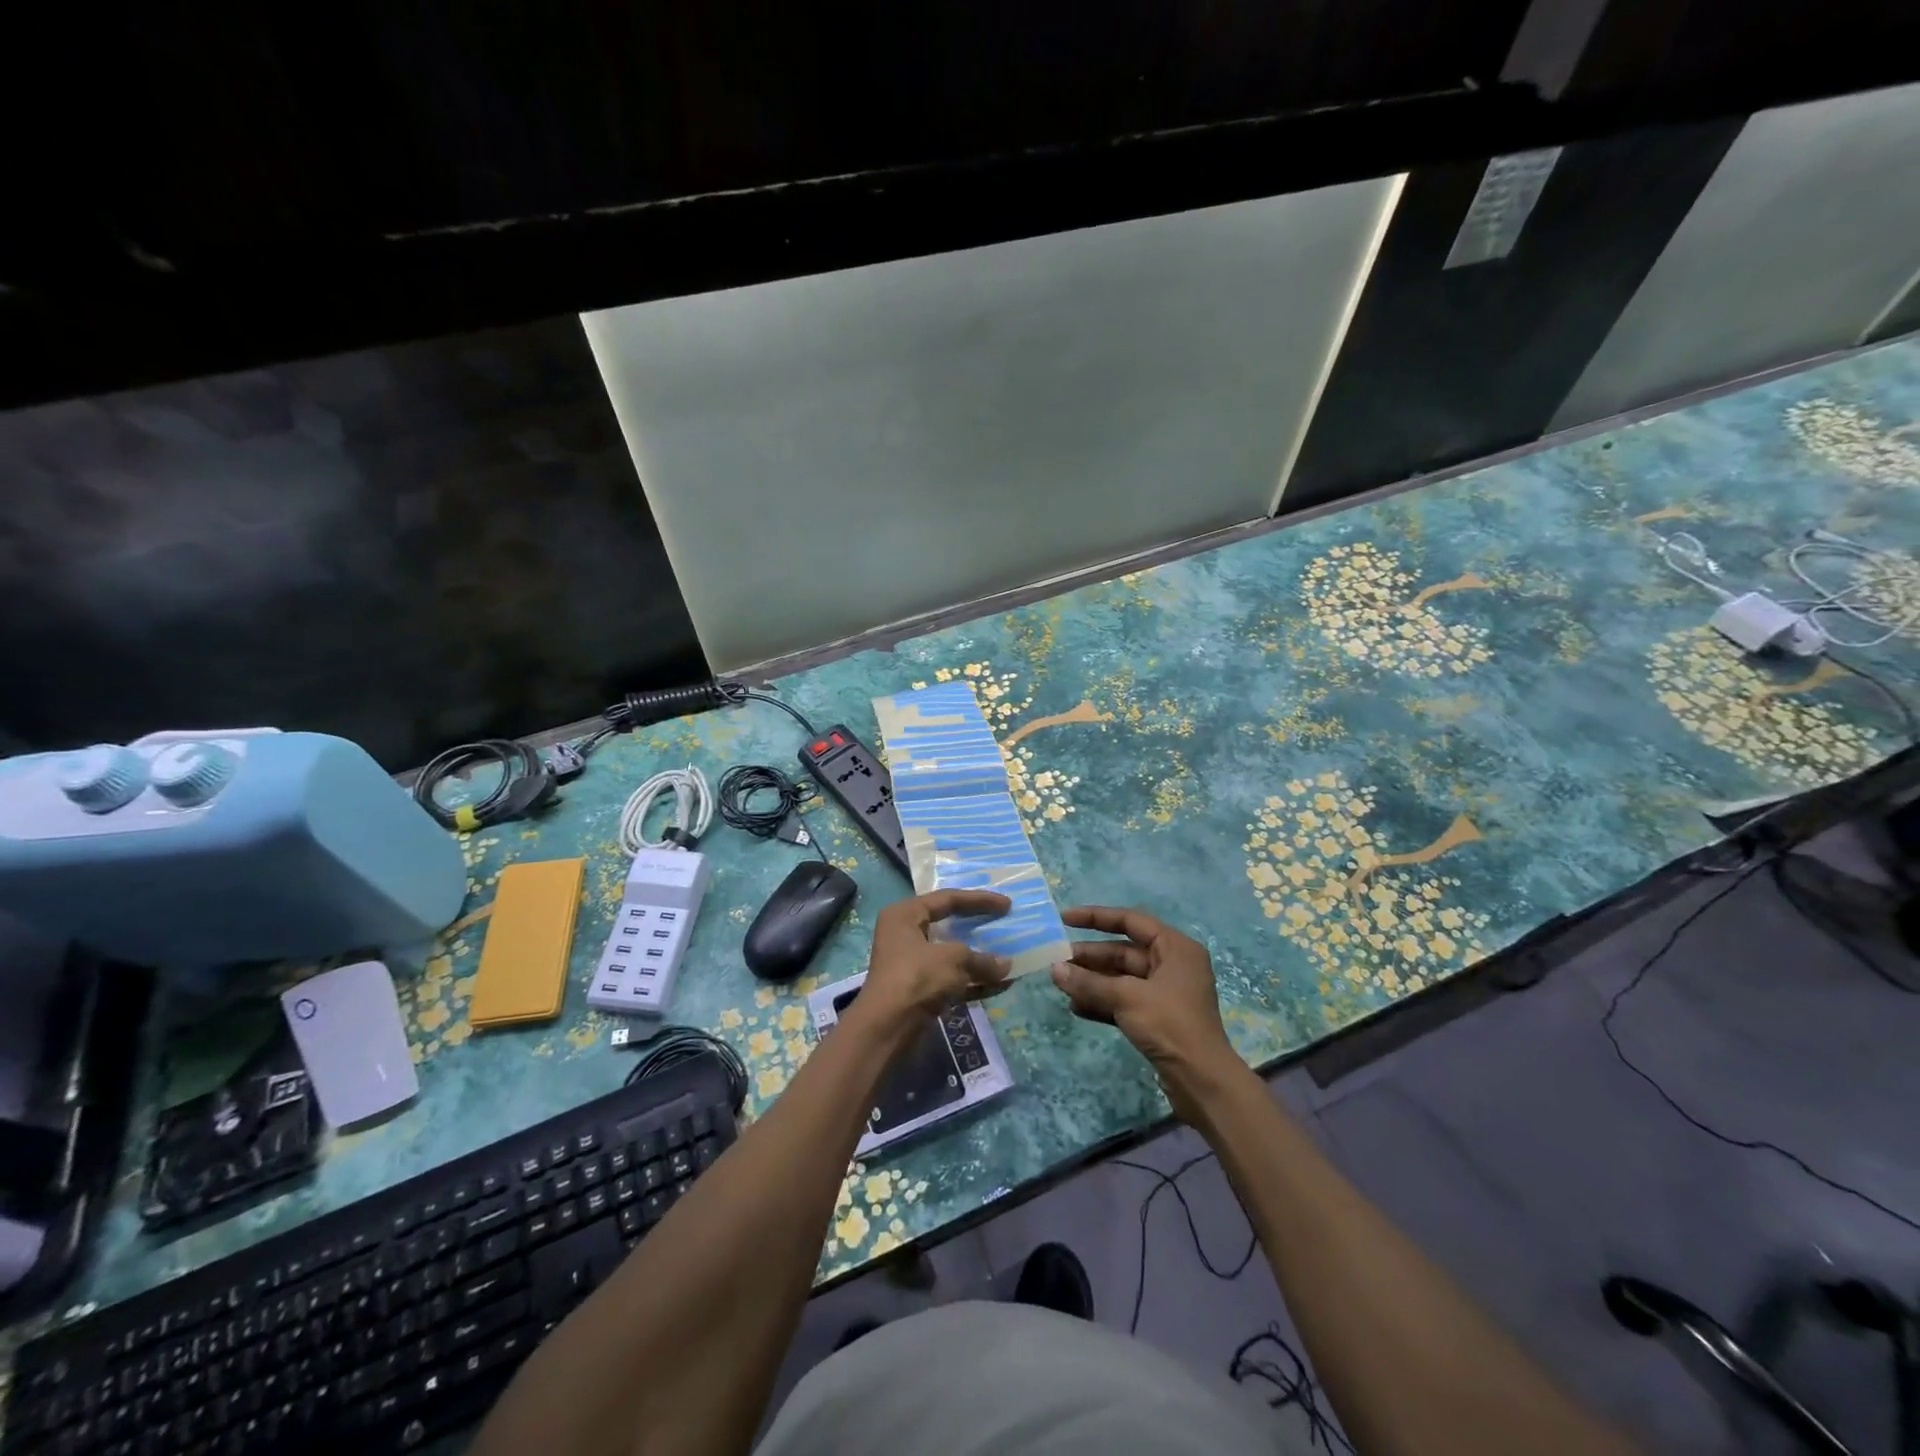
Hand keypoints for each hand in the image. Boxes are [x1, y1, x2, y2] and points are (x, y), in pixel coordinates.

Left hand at [854, 890, 1012, 1035]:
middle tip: (1004, 923)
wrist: (888, 1028)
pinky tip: (1001, 985)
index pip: (947, 899)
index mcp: (905, 915)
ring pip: (952, 955)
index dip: (979, 900)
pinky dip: (974, 982)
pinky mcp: (920, 990)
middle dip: (978, 926)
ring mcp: (912, 965)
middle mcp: (905, 935)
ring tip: (1009, 956)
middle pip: (948, 925)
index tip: (1007, 904)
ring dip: (980, 958)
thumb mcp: (953, 960)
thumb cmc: (916, 977)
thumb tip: (1005, 965)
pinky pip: (952, 979)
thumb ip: (981, 959)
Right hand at [1051, 905, 1248, 1121]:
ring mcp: (1165, 993)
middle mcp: (1172, 965)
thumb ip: (1088, 982)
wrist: (1202, 1081)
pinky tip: (1076, 1007)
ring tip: (1061, 984)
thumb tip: (1054, 970)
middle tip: (1056, 960)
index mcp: (1175, 948)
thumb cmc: (1170, 1024)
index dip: (1096, 917)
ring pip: (1121, 978)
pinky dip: (1103, 1002)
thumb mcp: (1126, 997)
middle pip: (1123, 952)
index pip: (1130, 921)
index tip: (1064, 918)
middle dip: (1090, 957)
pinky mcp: (1158, 1019)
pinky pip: (1124, 1002)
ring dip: (1092, 981)